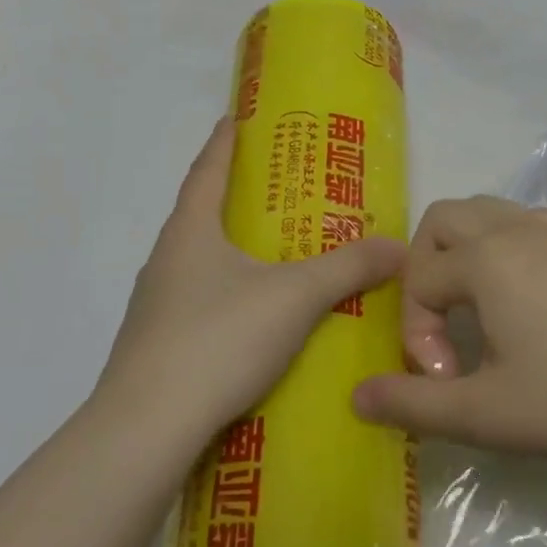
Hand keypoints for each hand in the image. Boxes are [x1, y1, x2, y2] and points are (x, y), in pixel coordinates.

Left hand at [96, 118, 404, 451]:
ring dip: (228, 252)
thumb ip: (347, 269)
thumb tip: (399, 245)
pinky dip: (224, 297)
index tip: (235, 118)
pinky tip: (251, 322)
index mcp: (189, 231)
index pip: (207, 170)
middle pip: (199, 214)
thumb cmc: (218, 338)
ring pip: (197, 263)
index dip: (224, 141)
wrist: (146, 428)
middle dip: (233, 198)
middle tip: (274, 192)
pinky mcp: (156, 347)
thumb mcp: (294, 297)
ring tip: (269, 257)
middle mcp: (165, 260)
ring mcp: (154, 306)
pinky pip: (196, 305)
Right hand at [352, 196, 546, 480]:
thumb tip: (357, 396)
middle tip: (441, 322)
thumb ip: (415, 404)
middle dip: (423, 267)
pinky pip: (527, 225)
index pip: (419, 280)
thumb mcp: (489, 414)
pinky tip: (528, 303)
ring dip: (464, 252)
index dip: (416, 333)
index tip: (445, 380)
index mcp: (485, 259)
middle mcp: (515, 229)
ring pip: (487, 213)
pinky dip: (506, 249)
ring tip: (479, 310)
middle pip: (442, 219)